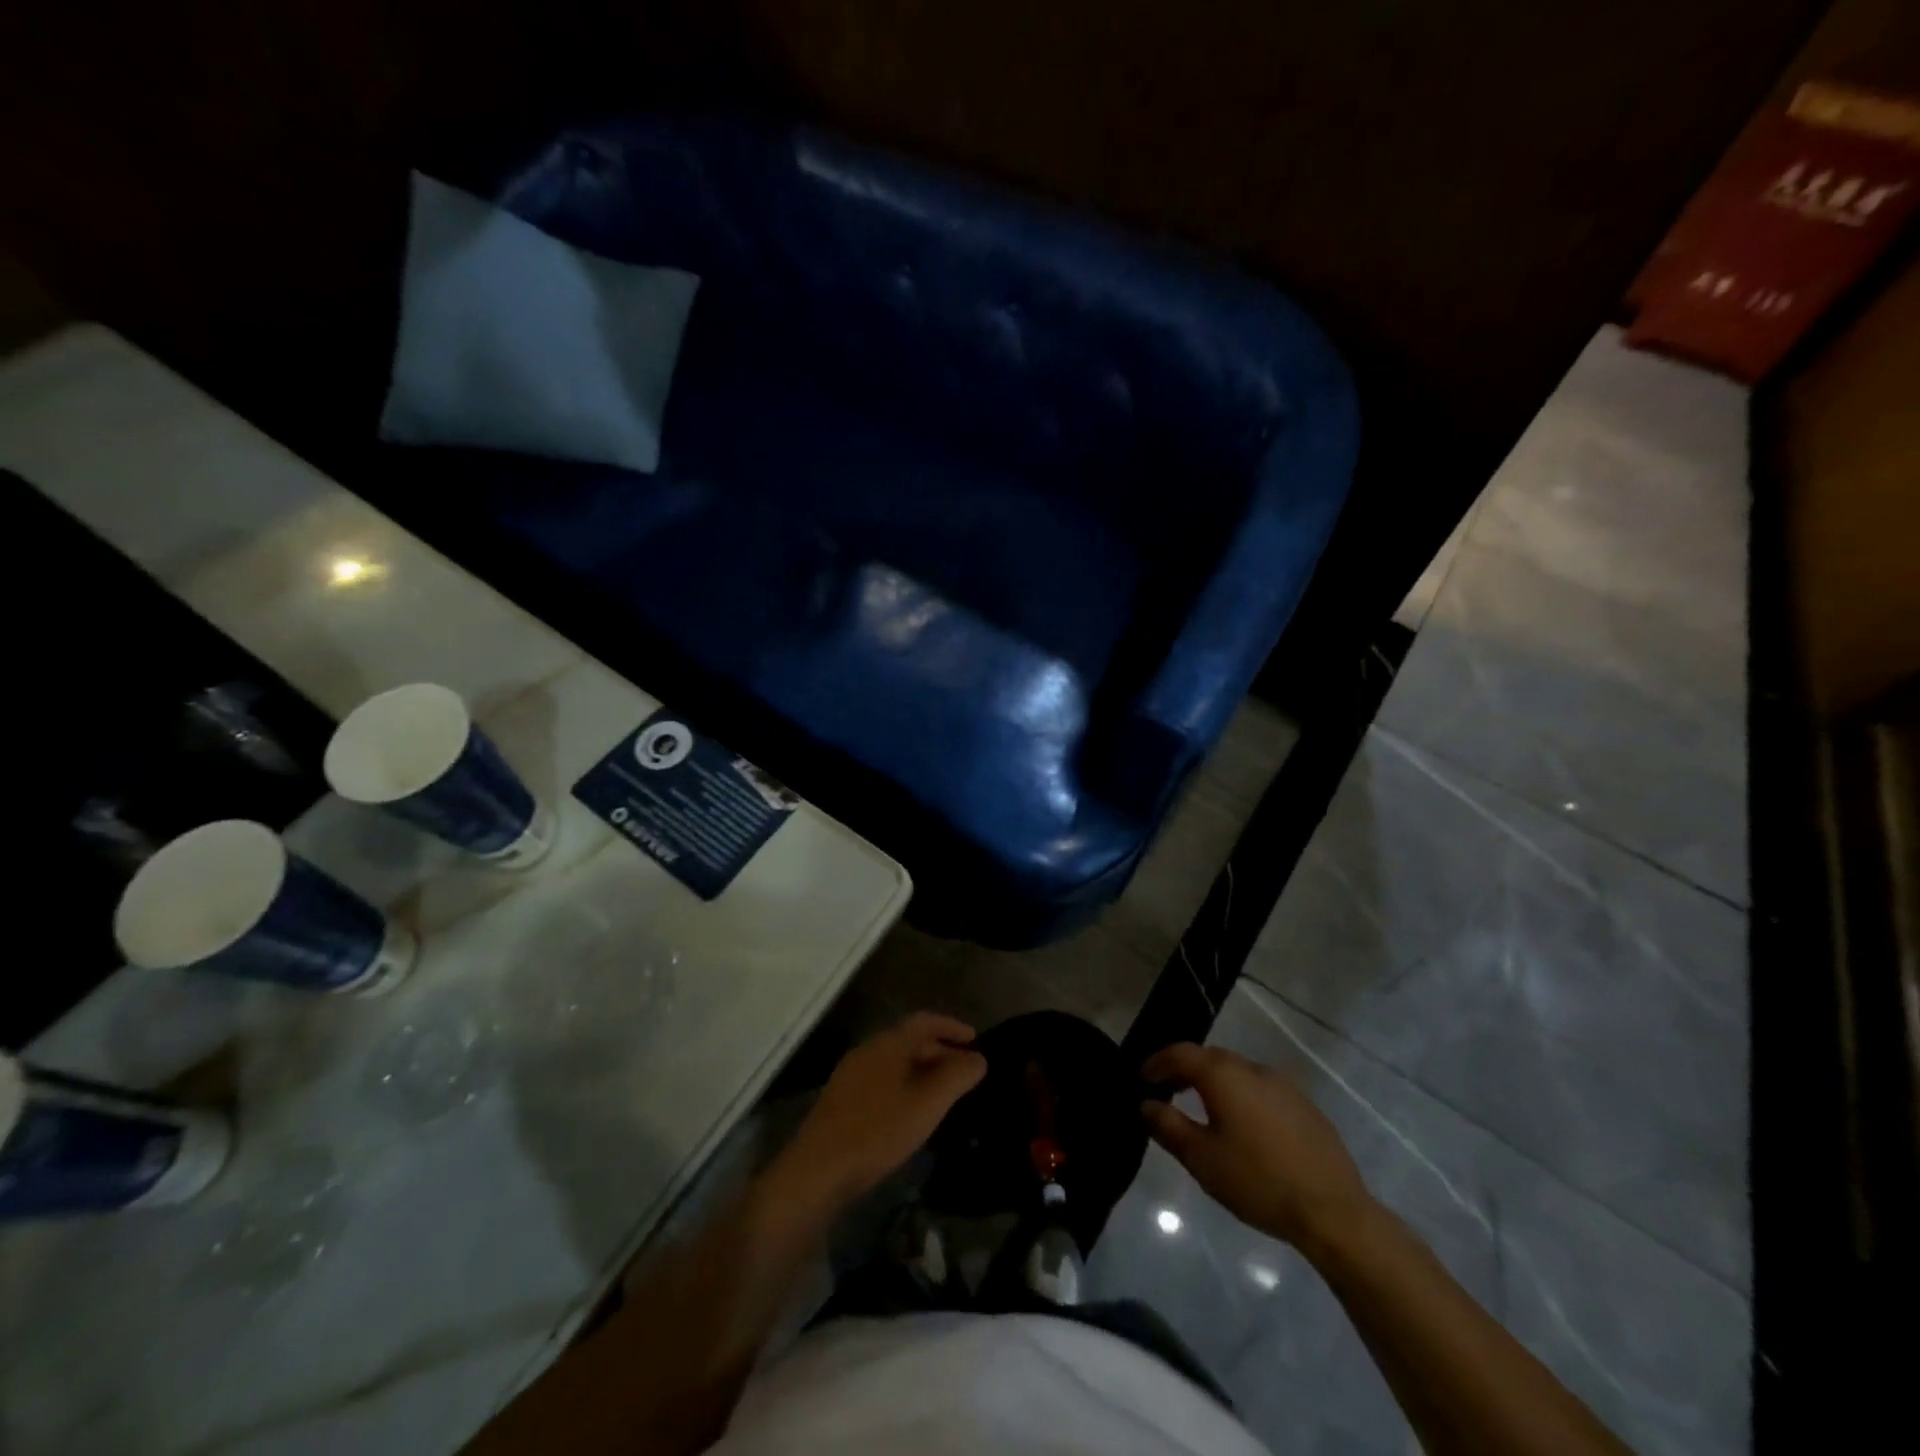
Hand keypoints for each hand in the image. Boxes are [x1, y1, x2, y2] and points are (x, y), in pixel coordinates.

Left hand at [770, 1013, 986, 1217]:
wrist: (817, 1171)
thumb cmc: (877, 1131)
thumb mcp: (927, 1105)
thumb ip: (956, 1077)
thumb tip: (978, 1058)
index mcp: (888, 1044)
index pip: (924, 1021)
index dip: (952, 1026)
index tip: (976, 1040)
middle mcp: (868, 1051)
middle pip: (909, 1040)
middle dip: (940, 1051)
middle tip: (965, 1071)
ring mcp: (851, 1075)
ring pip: (895, 1062)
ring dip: (922, 1070)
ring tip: (944, 1093)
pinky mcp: (841, 1101)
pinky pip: (882, 1080)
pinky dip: (904, 1085)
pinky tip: (912, 1113)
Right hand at [1141, 1042, 1375, 1255]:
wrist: (1332, 1211)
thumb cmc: (1257, 1181)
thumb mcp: (1201, 1158)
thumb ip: (1168, 1125)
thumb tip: (1146, 1104)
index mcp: (1223, 1074)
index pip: (1180, 1053)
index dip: (1156, 1063)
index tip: (1142, 1079)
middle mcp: (1252, 1068)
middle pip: (1210, 1058)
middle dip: (1185, 1071)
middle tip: (1168, 1092)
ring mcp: (1283, 1085)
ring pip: (1238, 1073)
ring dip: (1215, 1083)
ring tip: (1203, 1109)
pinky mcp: (1305, 1106)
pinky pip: (1262, 1090)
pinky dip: (1243, 1097)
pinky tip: (1244, 1127)